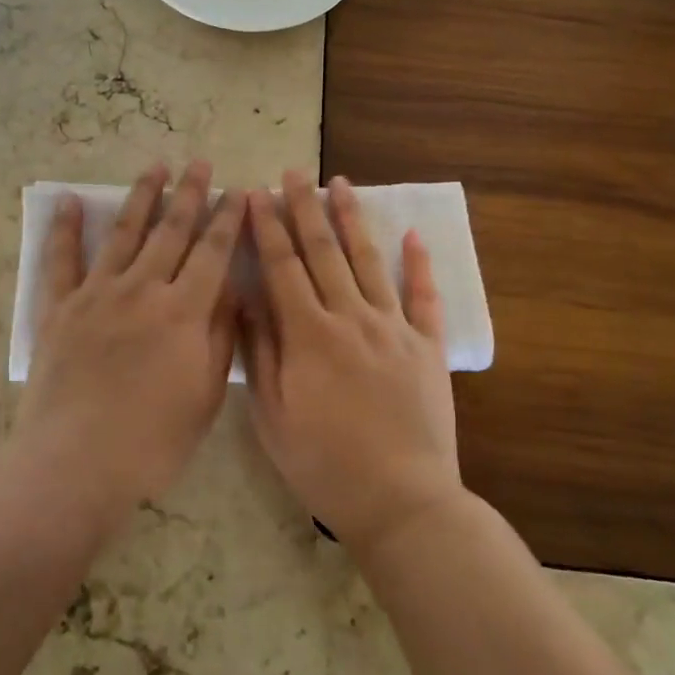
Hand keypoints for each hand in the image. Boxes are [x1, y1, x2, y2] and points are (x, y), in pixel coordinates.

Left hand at [18, 161, 245, 519]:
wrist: (75, 464)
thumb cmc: (152, 440)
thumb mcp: (205, 394)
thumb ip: (219, 335)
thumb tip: (230, 289)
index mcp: (183, 311)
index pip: (213, 252)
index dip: (228, 219)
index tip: (238, 191)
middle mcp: (142, 289)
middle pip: (171, 231)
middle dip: (189, 193)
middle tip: (200, 163)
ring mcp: (97, 294)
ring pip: (124, 233)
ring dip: (142, 197)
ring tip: (155, 167)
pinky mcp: (60, 308)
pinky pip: (62, 260)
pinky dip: (66, 229)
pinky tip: (71, 202)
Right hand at [243, 171, 463, 551]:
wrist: (402, 502)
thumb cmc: (325, 464)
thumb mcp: (273, 416)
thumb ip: (260, 352)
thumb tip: (246, 298)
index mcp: (309, 335)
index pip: (283, 266)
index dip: (268, 226)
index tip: (257, 192)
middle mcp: (351, 318)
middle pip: (324, 251)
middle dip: (306, 207)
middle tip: (296, 172)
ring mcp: (394, 329)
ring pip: (370, 261)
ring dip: (353, 219)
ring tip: (342, 183)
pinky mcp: (427, 347)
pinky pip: (425, 297)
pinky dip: (420, 263)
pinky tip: (413, 234)